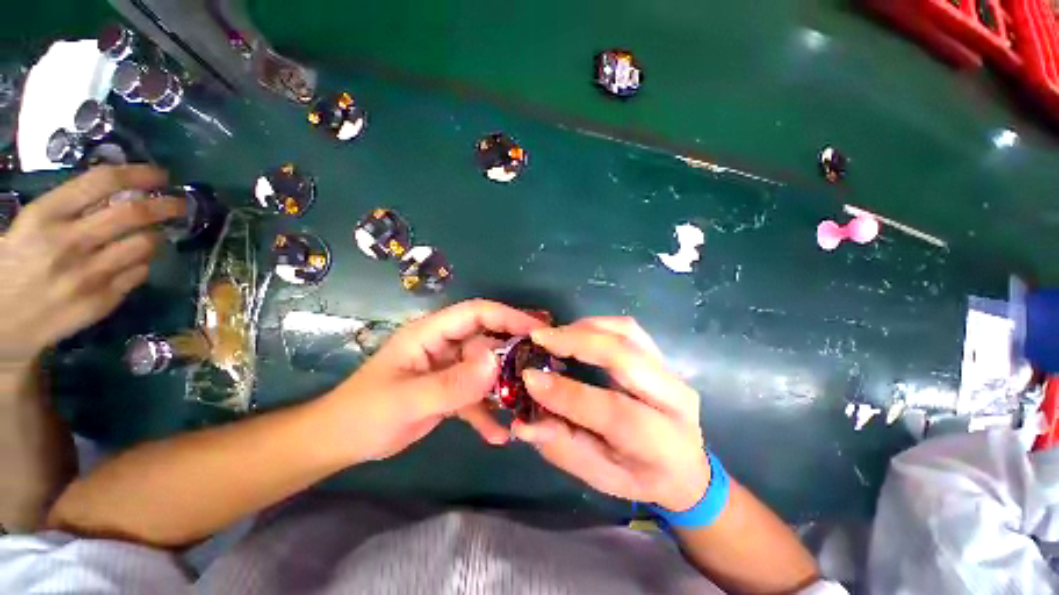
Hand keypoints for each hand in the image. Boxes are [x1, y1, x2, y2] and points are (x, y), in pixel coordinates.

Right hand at [0, 166, 184, 365]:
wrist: (1, 322)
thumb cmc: (12, 264)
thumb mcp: (31, 225)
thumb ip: (70, 209)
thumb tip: (118, 194)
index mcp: (46, 216)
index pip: (102, 182)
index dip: (139, 174)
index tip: (161, 174)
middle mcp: (70, 242)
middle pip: (134, 214)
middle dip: (167, 205)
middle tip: (182, 203)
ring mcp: (88, 275)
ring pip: (145, 245)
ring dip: (157, 235)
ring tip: (155, 232)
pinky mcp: (102, 301)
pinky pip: (139, 274)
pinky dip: (144, 262)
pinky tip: (137, 260)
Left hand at [317, 299, 547, 462]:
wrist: (340, 442)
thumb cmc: (364, 414)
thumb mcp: (407, 400)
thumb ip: (452, 384)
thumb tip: (495, 365)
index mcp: (431, 332)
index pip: (476, 313)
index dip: (508, 317)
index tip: (538, 330)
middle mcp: (444, 344)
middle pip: (487, 338)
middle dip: (515, 350)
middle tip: (545, 363)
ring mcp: (448, 367)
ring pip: (486, 368)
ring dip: (505, 384)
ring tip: (530, 400)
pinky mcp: (449, 389)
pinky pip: (475, 396)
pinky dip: (488, 413)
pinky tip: (500, 435)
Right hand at [513, 317, 710, 511]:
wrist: (686, 467)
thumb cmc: (639, 477)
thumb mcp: (600, 476)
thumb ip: (563, 447)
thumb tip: (522, 423)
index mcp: (661, 443)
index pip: (613, 411)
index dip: (567, 393)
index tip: (529, 377)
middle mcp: (675, 400)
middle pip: (625, 357)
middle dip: (577, 342)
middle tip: (539, 338)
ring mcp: (671, 372)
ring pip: (628, 334)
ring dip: (585, 328)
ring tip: (553, 334)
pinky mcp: (662, 356)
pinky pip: (629, 328)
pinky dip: (597, 325)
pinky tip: (575, 332)